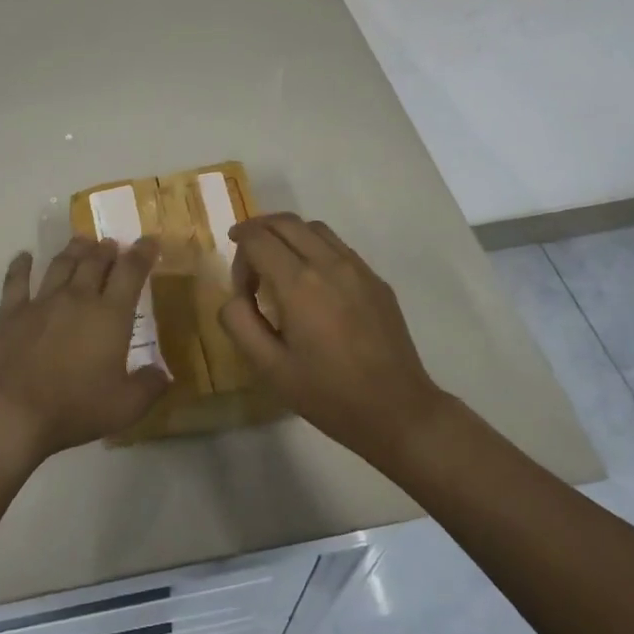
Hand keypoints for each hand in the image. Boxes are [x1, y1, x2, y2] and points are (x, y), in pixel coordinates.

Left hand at [0, 236, 168, 460]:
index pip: (131, 272)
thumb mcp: (126, 407)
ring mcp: (42, 301)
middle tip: (112, 244)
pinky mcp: (12, 312)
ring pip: (61, 264)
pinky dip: (21, 265)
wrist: (15, 412)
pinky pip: (16, 280)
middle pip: (95, 261)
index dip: (143, 253)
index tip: (150, 241)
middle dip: (107, 249)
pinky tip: (24, 256)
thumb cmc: (76, 408)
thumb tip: (164, 374)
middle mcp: (78, 297)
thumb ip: (149, 387)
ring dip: (74, 249)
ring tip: (81, 242)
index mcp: (110, 315)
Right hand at [218, 214, 442, 457]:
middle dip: (258, 230)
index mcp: (298, 284)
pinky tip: (312, 281)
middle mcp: (328, 263)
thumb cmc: (328, 394)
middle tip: (246, 256)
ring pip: (313, 228)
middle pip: (285, 222)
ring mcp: (357, 268)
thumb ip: (240, 323)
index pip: (258, 238)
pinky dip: (314, 247)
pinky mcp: (376, 279)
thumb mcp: (269, 368)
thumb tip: (235, 296)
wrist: (398, 411)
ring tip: (277, 263)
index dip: (239, 251)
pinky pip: (338, 246)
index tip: (240, 283)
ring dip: (287, 235)